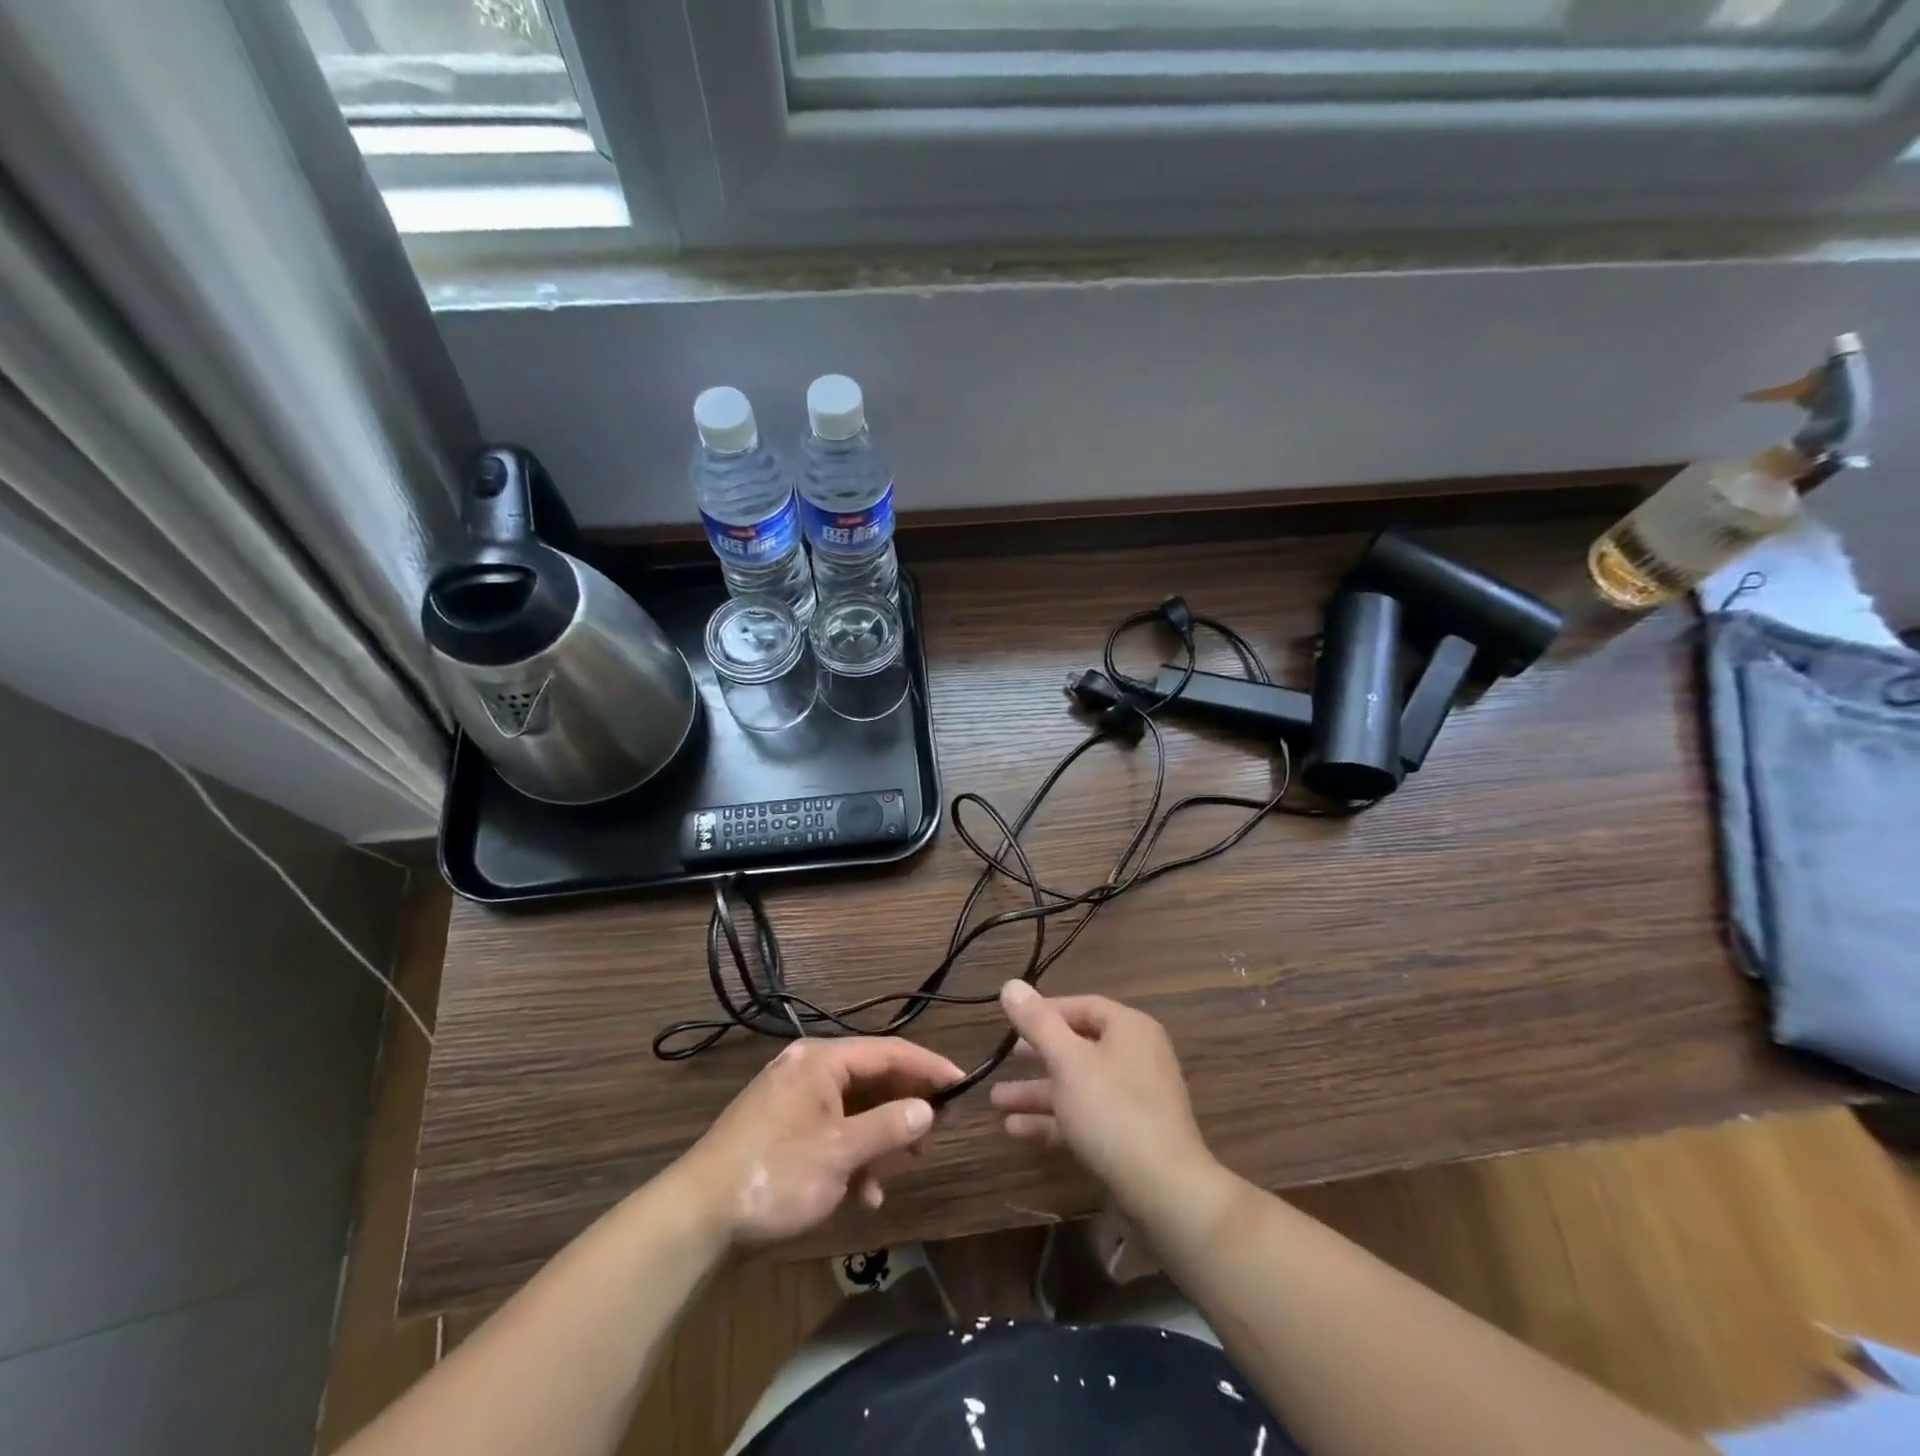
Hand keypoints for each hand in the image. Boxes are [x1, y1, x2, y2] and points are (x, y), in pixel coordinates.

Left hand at [677, 1037, 963, 1247]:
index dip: (929, 1067)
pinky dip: (851, 1153)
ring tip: (903, 1165)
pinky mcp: (781, 1128)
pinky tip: (861, 1193)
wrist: (696, 1218)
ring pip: (853, 1107)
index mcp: (821, 1060)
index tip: (962, 1084)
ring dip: (879, 1137)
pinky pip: (831, 1129)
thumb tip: (928, 1109)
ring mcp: (792, 1099)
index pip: (889, 1051)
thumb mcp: (841, 1153)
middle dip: (905, 1105)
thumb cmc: (776, 1174)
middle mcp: (807, 1068)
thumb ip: (890, 1127)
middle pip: (872, 1077)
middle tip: (938, 1128)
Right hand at [991, 981, 1218, 1214]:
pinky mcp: (1129, 1136)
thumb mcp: (1068, 1061)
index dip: (1044, 1012)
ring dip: (1038, 1092)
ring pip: (1078, 1085)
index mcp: (1129, 1029)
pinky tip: (1016, 1130)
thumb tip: (1011, 985)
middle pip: (1078, 1046)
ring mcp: (1135, 1099)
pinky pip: (1085, 1116)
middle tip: (1004, 1058)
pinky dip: (1054, 1120)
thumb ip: (1037, 1023)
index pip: (1082, 1006)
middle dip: (1037, 1055)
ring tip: (997, 1100)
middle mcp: (1136, 1057)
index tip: (1011, 1022)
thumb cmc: (1112, 1111)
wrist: (1165, 1191)